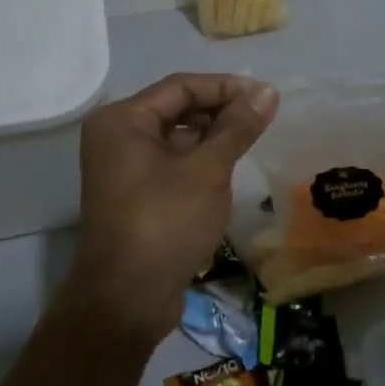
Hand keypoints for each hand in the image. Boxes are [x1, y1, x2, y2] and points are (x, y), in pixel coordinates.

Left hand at [65, 73, 279, 347]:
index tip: (266, 96)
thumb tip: (267, 91)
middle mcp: (116, 136)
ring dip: (211, 137)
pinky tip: (227, 170)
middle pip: (176, 109)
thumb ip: (237, 127)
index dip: (225, 87)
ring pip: (175, 138)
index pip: (181, 86)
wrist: (126, 299)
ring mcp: (122, 168)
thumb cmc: (165, 222)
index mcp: (123, 120)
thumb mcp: (208, 170)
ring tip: (250, 142)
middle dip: (219, 111)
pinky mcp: (133, 195)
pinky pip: (170, 163)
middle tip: (262, 119)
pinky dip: (198, 161)